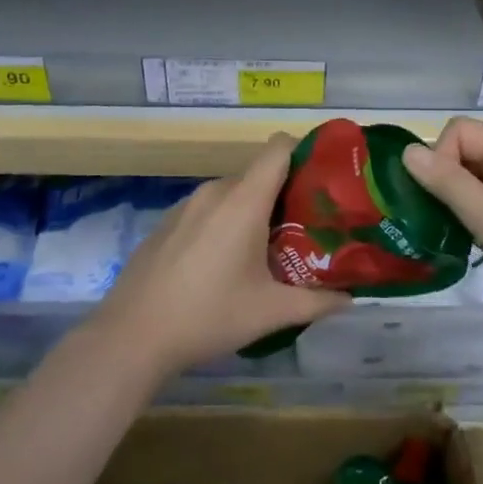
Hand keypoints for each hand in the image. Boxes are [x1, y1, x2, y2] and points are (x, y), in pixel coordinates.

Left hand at [88, 134, 349, 379]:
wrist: (132, 335)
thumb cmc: (208, 315)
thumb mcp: (270, 312)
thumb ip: (317, 301)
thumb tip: (351, 298)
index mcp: (243, 200)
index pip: (279, 148)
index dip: (304, 152)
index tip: (323, 180)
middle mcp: (215, 191)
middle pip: (258, 174)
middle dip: (284, 195)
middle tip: (305, 228)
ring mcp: (185, 205)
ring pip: (231, 194)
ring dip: (252, 212)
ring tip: (267, 249)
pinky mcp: (166, 222)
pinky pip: (207, 210)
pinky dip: (223, 223)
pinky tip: (223, 264)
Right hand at [401, 117, 482, 344]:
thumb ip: (449, 183)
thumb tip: (407, 151)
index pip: (460, 131)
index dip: (441, 158)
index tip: (442, 199)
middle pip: (467, 150)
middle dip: (446, 180)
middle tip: (442, 220)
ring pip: (476, 176)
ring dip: (458, 200)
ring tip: (455, 233)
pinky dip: (474, 213)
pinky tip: (473, 241)